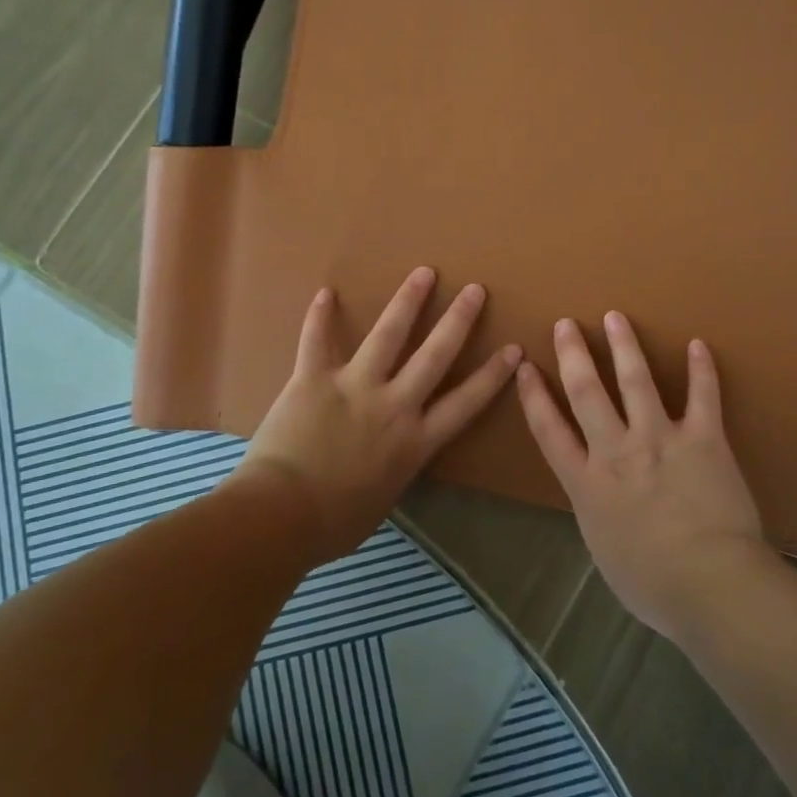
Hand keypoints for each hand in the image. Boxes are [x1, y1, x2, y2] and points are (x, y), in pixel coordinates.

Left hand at [236, 267, 521, 560]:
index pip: (466, 402)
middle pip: (434, 355)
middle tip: (475, 290)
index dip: (492, 375)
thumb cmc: (335, 523)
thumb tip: (390, 459)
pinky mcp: (314, 379)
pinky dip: (319, 317)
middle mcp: (393, 405)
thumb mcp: (384, 499)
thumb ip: (395, 469)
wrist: (282, 516)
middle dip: (458, 321)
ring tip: (423, 273)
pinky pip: (316, 341)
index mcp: (415, 441)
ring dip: (407, 301)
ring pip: (388, 335)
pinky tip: (326, 292)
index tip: (513, 349)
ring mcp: (354, 387)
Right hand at [516, 312, 772, 639]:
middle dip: (573, 354)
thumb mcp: (603, 550)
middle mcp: (616, 450)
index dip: (534, 395)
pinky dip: (702, 369)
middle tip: (566, 324)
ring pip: (636, 380)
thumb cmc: (651, 584)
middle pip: (586, 391)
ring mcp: (660, 439)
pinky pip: (703, 396)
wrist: (708, 584)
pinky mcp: (704, 438)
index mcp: (586, 483)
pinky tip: (700, 345)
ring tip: (615, 317)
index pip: (549, 429)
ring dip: (624, 346)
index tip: (525, 366)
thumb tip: (600, 497)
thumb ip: (597, 513)